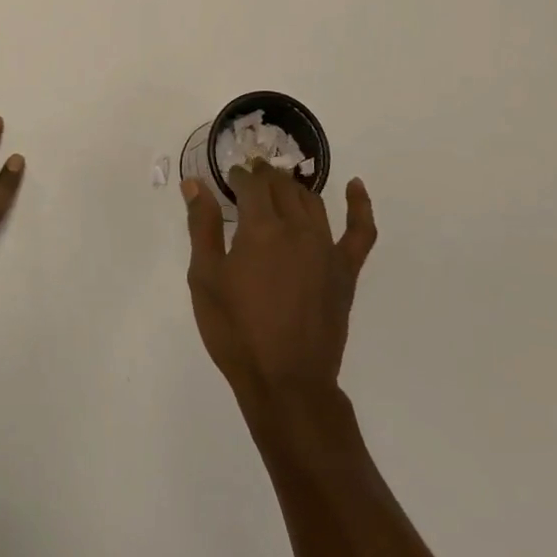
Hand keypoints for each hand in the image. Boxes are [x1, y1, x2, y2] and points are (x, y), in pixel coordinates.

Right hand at [180, 165, 376, 409]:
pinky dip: (360, 205)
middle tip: (249, 178)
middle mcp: (297, 228)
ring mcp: (326, 248)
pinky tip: (356, 186)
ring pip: (311, 201)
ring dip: (293, 188)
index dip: (238, 176)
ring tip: (279, 187)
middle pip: (281, 187)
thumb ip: (202, 226)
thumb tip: (195, 183)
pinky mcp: (345, 270)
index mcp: (261, 228)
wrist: (285, 381)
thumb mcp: (206, 278)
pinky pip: (360, 230)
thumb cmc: (236, 331)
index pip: (251, 184)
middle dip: (263, 177)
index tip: (228, 178)